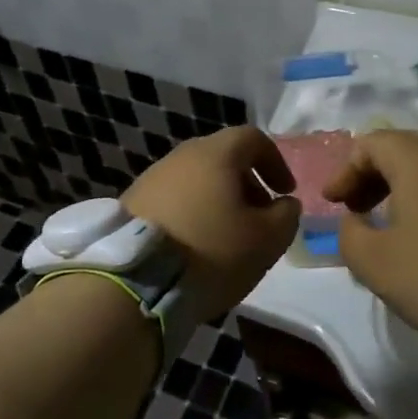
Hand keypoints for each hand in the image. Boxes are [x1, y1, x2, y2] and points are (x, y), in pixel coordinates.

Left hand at [124, 127, 301, 320]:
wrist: (135, 280)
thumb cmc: (211, 251)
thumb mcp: (266, 240)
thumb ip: (286, 216)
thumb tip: (284, 204)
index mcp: (215, 154)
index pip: (253, 138)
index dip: (275, 162)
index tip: (285, 193)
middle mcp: (180, 156)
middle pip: (222, 158)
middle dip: (246, 184)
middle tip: (259, 218)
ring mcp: (150, 179)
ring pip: (196, 180)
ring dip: (217, 201)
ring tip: (227, 237)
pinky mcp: (131, 204)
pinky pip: (173, 200)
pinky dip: (191, 214)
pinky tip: (194, 246)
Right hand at [325, 131, 417, 359]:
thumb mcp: (375, 263)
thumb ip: (349, 235)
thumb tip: (354, 221)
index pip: (371, 143)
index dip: (345, 171)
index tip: (334, 204)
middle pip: (406, 151)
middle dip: (376, 177)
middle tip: (360, 209)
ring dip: (410, 192)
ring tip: (399, 230)